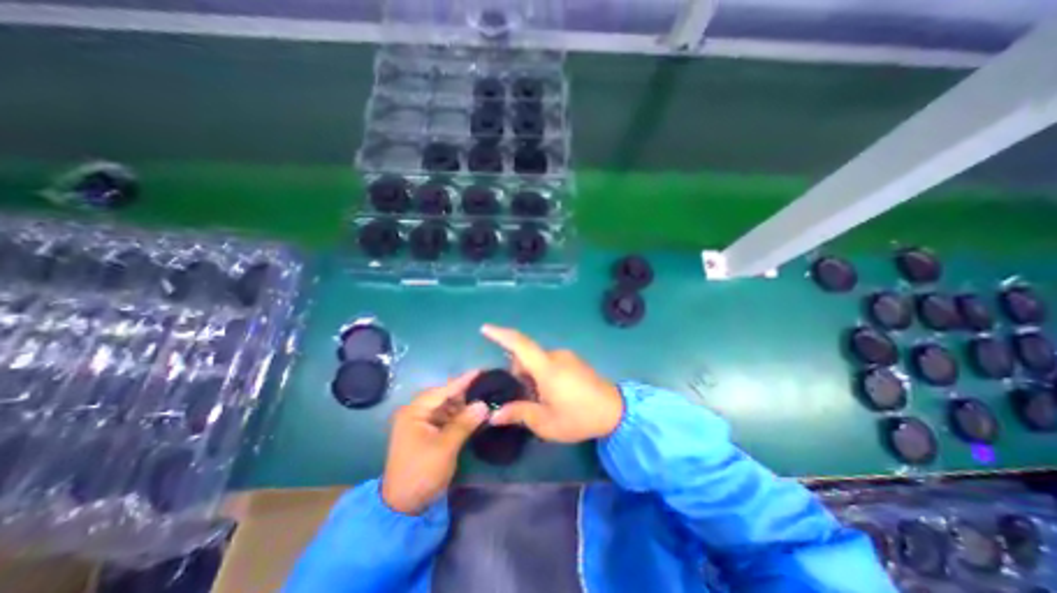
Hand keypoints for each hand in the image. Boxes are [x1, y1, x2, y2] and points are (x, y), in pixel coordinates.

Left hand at [382, 374, 488, 516]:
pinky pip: (446, 419)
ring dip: (463, 405)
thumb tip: (483, 404)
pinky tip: (473, 415)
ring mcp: (421, 424)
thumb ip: (464, 423)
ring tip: (483, 398)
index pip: (442, 391)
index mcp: (414, 412)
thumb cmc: (422, 473)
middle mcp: (416, 413)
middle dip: (464, 393)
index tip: (480, 371)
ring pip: (446, 408)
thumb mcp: (445, 447)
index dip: (462, 381)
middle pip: (444, 397)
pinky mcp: (427, 434)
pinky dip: (459, 417)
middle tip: (485, 386)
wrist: (403, 507)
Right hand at [479, 324, 621, 444]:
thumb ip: (519, 414)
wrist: (616, 412)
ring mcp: (567, 357)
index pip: (519, 344)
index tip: (485, 328)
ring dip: (532, 375)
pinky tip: (551, 394)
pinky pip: (551, 362)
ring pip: (539, 361)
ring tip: (539, 400)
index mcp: (546, 367)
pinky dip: (543, 374)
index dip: (500, 334)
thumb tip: (494, 415)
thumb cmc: (579, 417)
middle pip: (527, 356)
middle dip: (518, 373)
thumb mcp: (546, 422)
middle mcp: (556, 356)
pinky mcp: (575, 361)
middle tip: (521, 398)